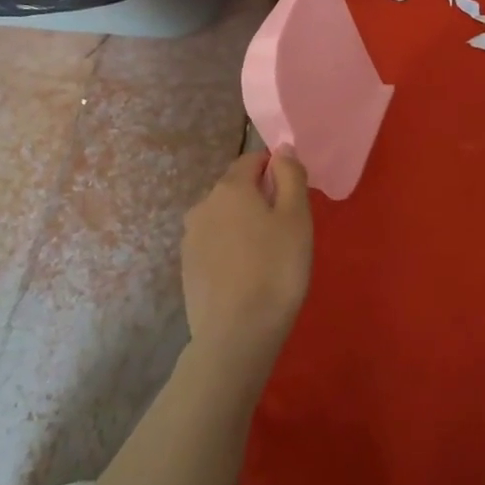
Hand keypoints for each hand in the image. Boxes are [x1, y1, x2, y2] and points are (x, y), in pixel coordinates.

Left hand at [181, 151, 312, 389]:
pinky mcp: (187, 267)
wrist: (236, 334)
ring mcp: (190, 238)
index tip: (295, 197)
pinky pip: (215, 244)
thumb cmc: (276, 269)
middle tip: (287, 229)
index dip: (276, 171)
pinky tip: (248, 274)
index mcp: (230, 187)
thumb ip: (290, 176)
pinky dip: (231, 249)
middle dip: (260, 199)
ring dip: (245, 225)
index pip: (253, 160)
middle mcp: (203, 205)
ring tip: (269, 255)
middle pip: (237, 189)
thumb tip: (282, 149)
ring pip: (224, 217)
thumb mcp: (296, 217)